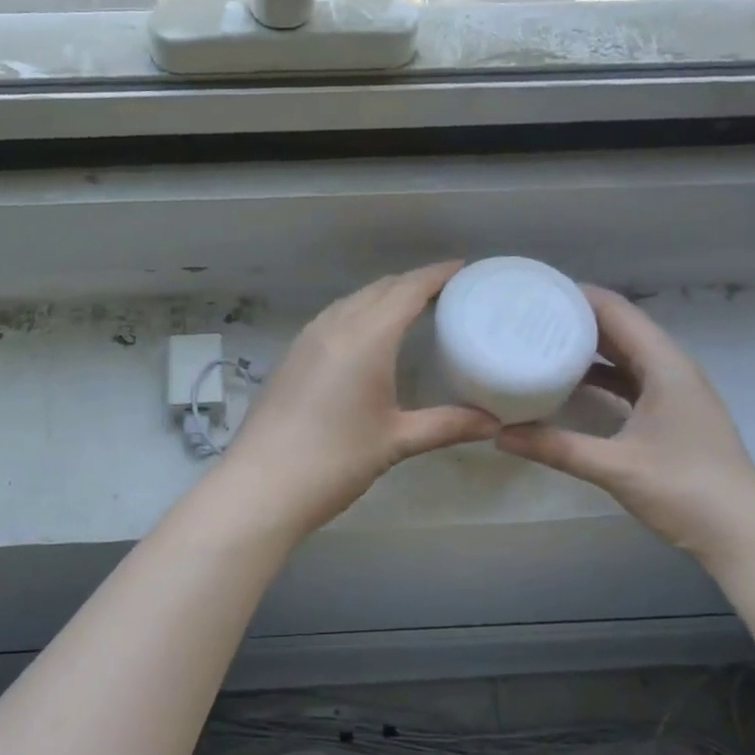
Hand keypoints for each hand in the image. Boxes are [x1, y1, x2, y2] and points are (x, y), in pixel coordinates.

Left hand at [220, 262, 498, 538]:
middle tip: (447, 293)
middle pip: (379, 289)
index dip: (437, 274)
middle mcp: (334, 327)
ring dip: (383, 296)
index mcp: (365, 338)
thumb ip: (446, 425)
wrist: (262, 485)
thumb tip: (492, 423)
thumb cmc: (335, 460)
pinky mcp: (291, 356)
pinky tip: (368, 337)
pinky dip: (359, 313)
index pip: (407, 290)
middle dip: (413, 283)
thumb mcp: (395, 441)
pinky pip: (333, 318)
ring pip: (352, 301)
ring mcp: (307, 339)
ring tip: (412, 310)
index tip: (464, 269)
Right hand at [497, 286, 754, 560]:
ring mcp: (674, 391)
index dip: (576, 296)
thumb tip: (499, 435)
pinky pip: (629, 378)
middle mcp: (671, 368)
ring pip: (625, 353)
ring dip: (587, 346)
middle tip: (525, 315)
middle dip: (575, 317)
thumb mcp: (615, 467)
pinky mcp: (670, 413)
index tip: (533, 291)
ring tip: (539, 342)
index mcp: (665, 366)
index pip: (616, 311)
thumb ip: (556, 447)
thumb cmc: (686, 490)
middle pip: (620, 327)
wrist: (744, 534)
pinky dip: (599, 375)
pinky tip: (568, 384)